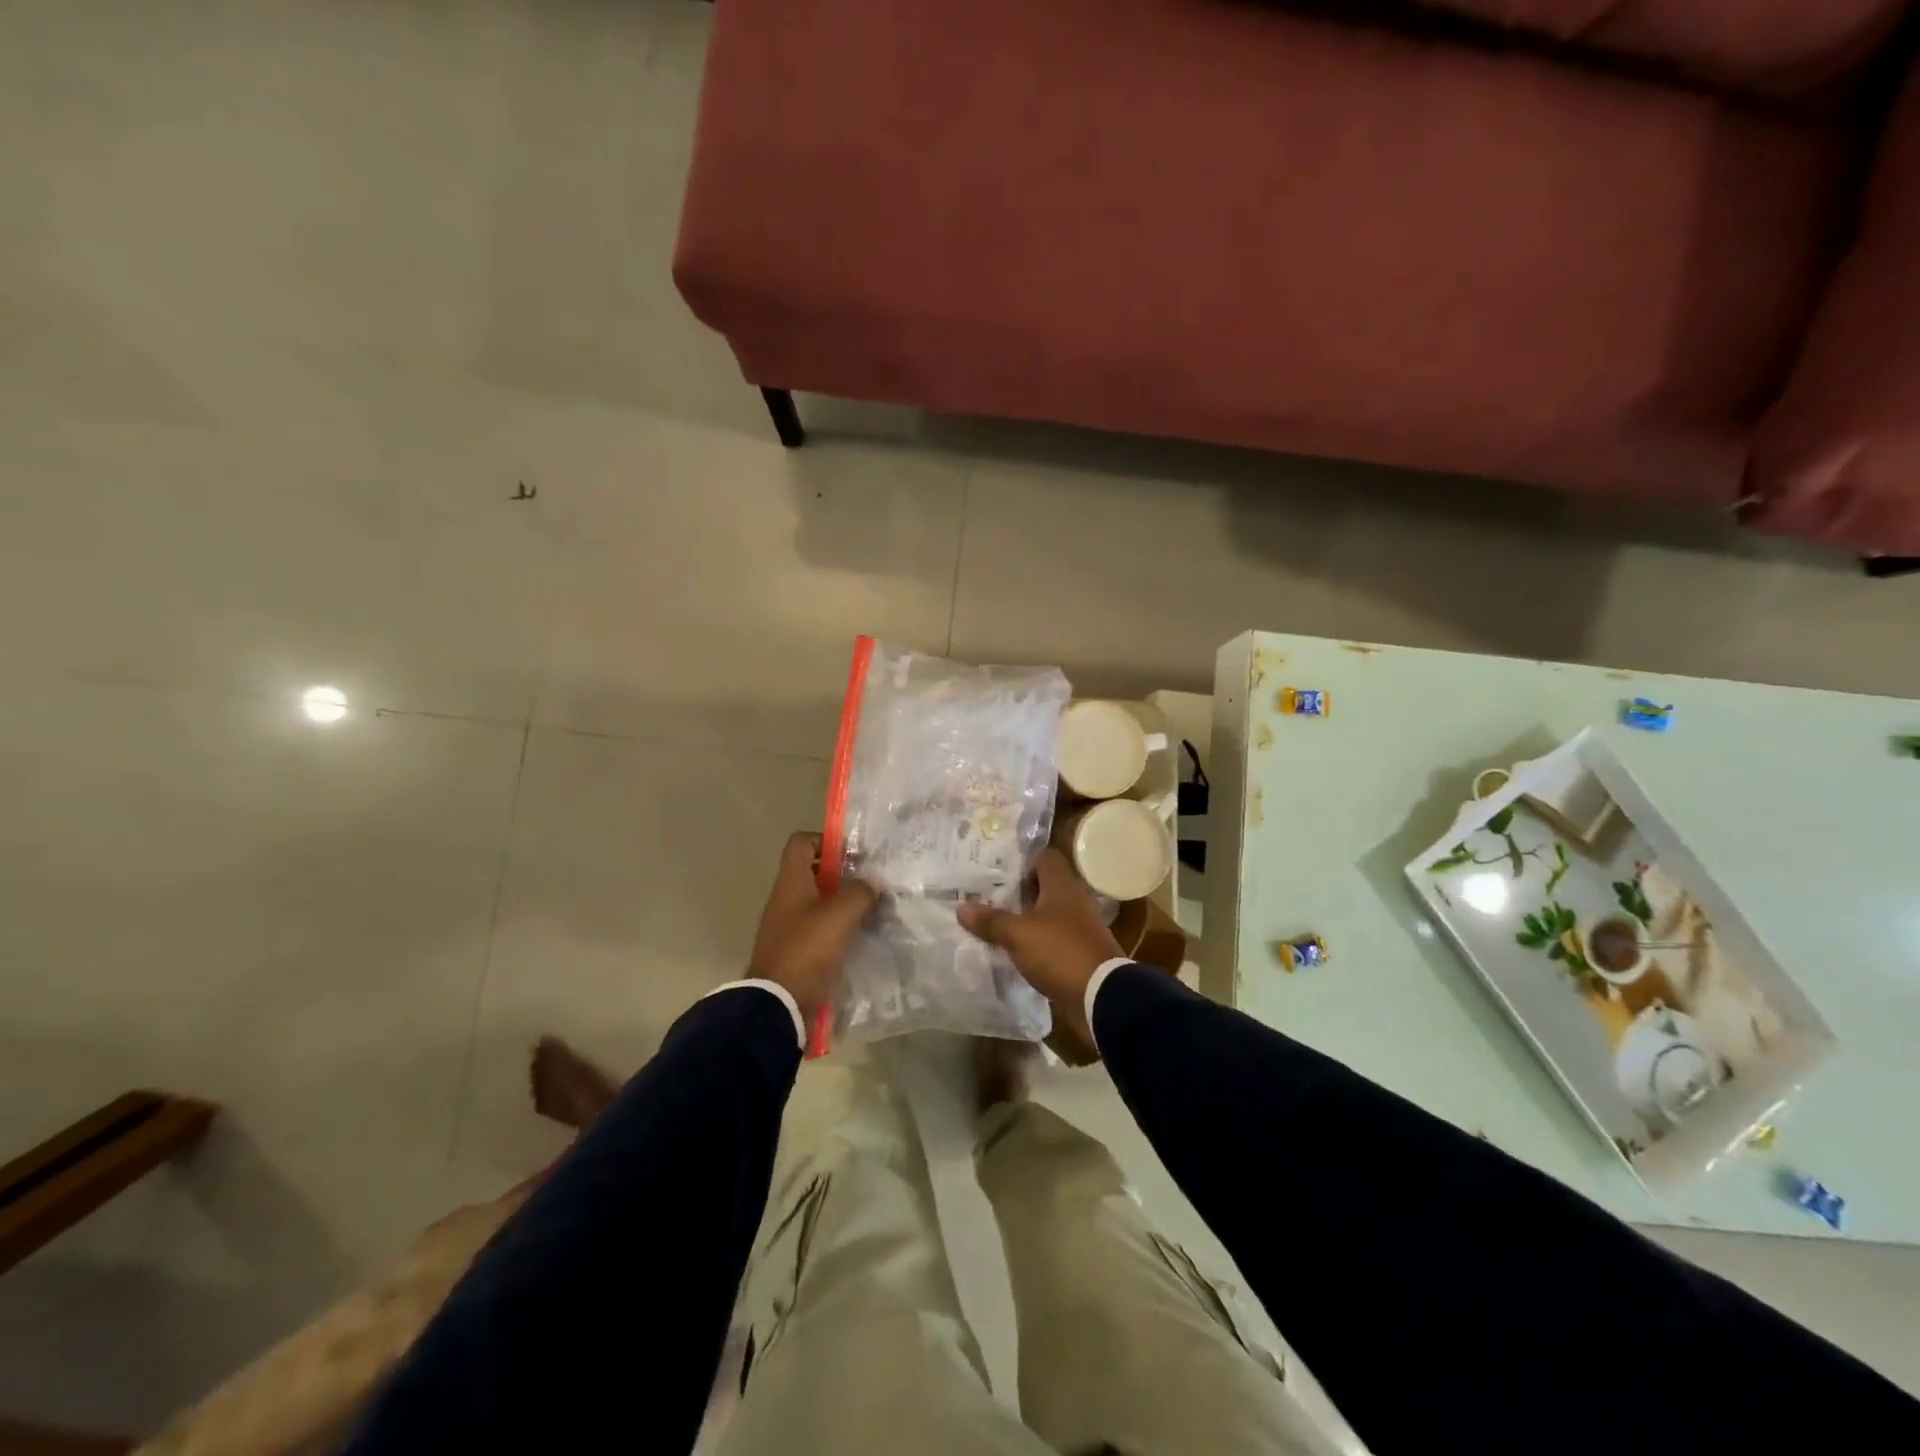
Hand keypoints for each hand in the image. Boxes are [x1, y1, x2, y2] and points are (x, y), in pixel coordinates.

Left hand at [748, 832, 877, 1017]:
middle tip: (872, 882)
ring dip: (844, 903)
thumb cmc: (807, 950)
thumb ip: (860, 892)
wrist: (777, 1004)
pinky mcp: (796, 951)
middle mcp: (786, 899)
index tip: (854, 853)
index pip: (801, 842)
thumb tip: (870, 884)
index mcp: (791, 882)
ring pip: (820, 902)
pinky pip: (820, 929)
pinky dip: (839, 929)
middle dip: (844, 874)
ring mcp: (789, 926)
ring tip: (873, 909)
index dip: (826, 839)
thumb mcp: (840, 914)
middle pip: (814, 872)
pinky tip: (861, 937)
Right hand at [958, 848, 1122, 1047]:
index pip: (1044, 857)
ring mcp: (1081, 926)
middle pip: (1044, 886)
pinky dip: (1036, 941)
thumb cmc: (1059, 952)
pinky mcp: (1081, 951)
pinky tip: (1015, 948)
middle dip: (1018, 890)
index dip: (1021, 859)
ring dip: (1026, 917)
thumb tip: (961, 907)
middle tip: (986, 894)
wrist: (1101, 996)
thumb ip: (991, 920)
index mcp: (1062, 885)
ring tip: (994, 921)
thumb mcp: (1018, 935)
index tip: (995, 867)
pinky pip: (1053, 938)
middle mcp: (1075, 900)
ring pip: (1048, 913)